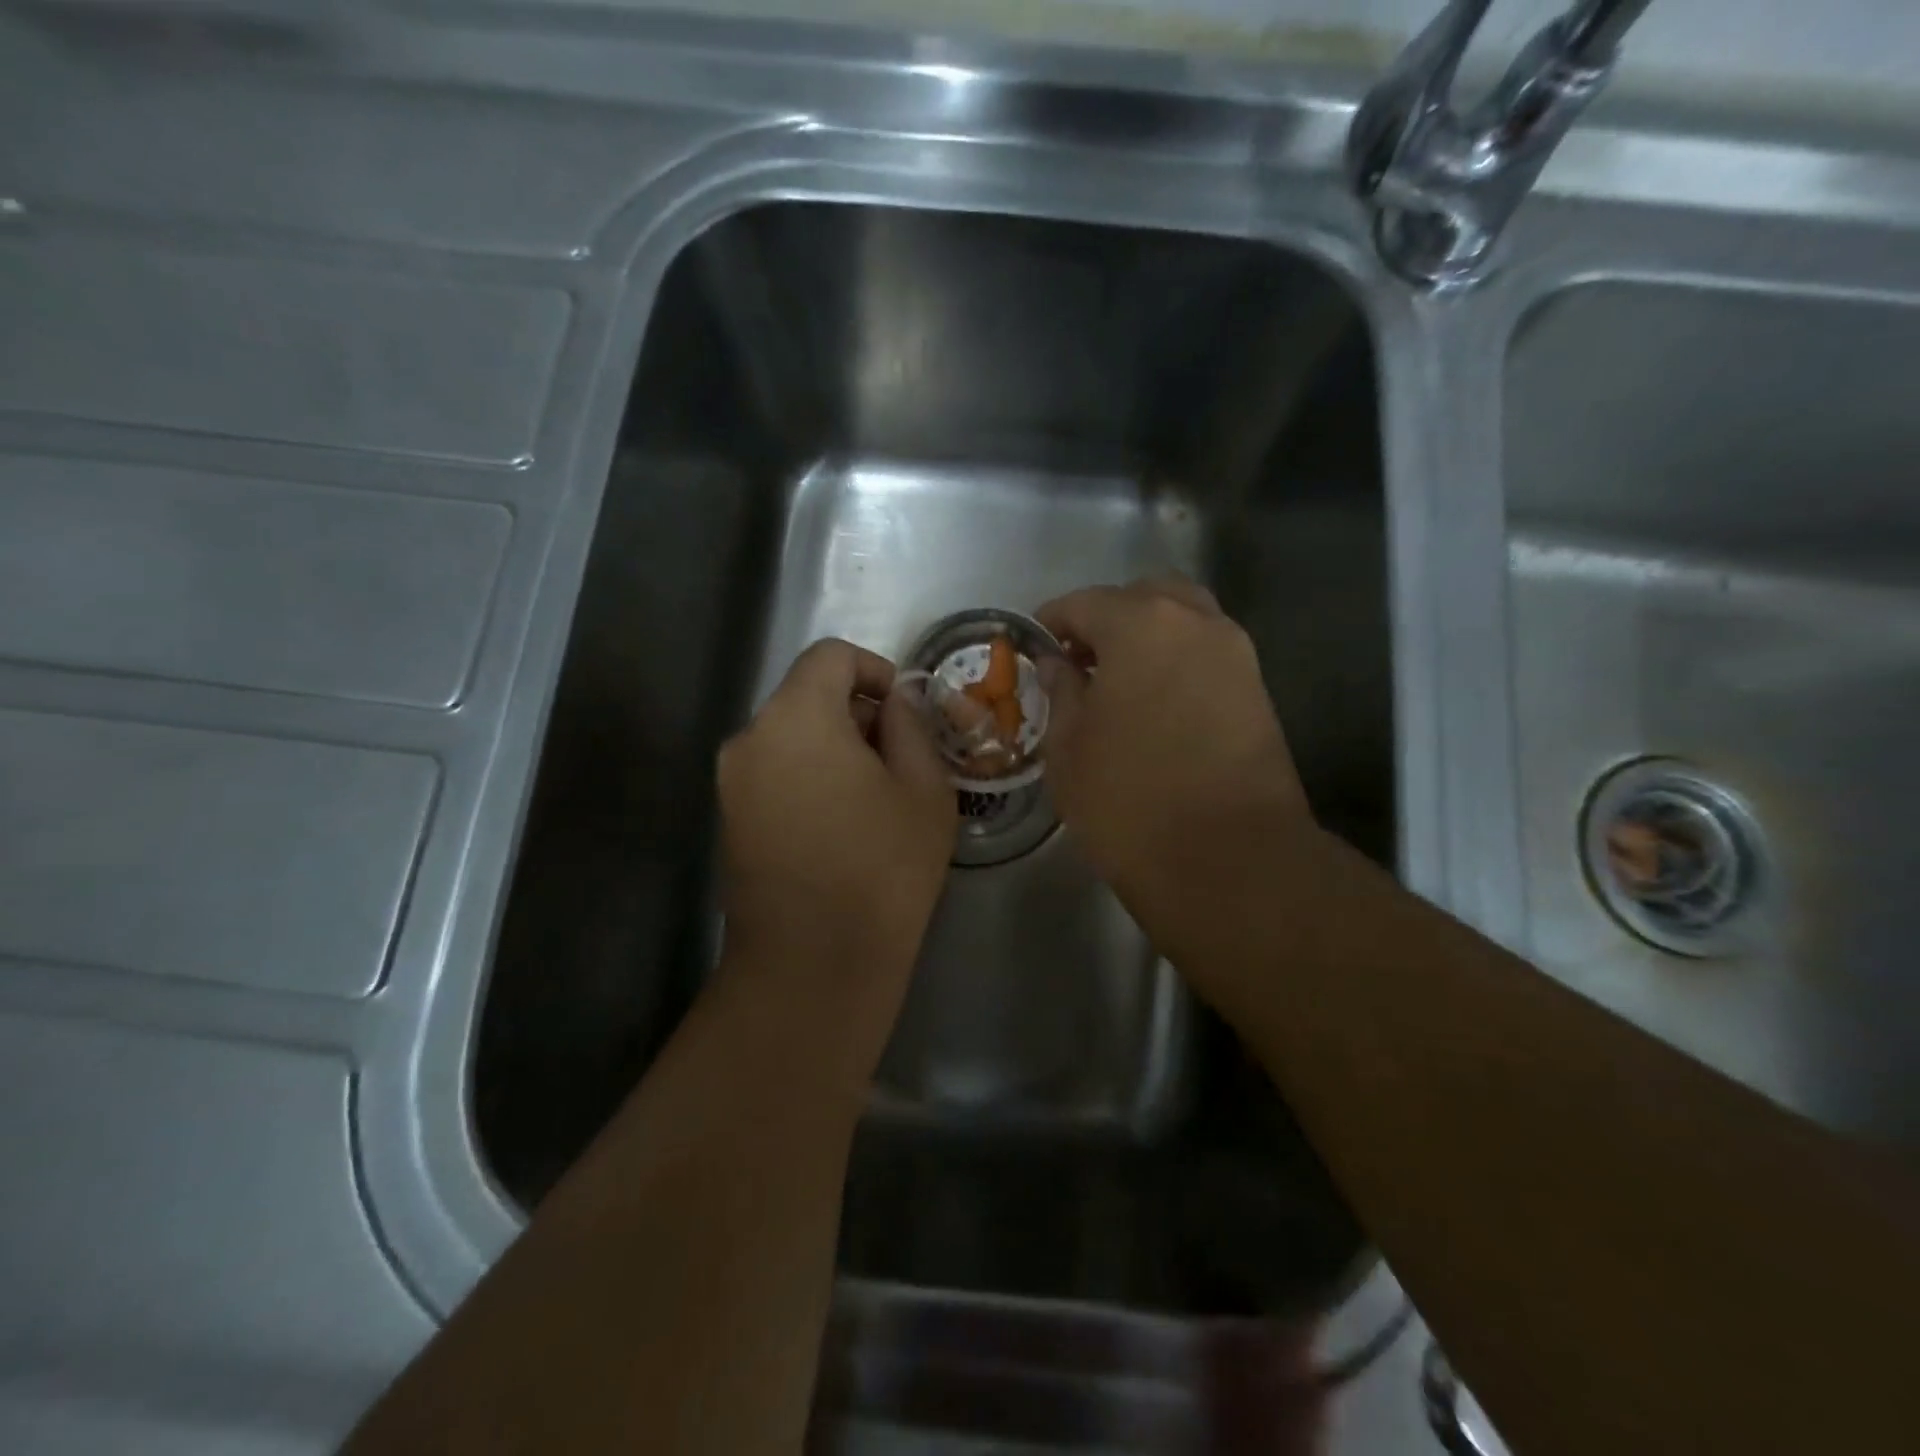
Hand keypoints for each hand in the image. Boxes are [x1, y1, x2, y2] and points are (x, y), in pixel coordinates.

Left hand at [718, 639, 955, 982]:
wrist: (813, 965)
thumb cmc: (882, 869)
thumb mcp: (924, 788)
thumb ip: (912, 725)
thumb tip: (897, 700)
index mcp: (797, 717)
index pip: (831, 656)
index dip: (875, 669)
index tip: (905, 712)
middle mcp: (750, 737)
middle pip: (807, 695)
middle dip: (857, 713)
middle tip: (901, 760)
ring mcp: (731, 781)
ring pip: (790, 736)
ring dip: (834, 747)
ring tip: (875, 797)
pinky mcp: (728, 819)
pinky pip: (774, 772)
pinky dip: (808, 776)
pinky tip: (841, 824)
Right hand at [1036, 577, 1312, 901]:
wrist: (1228, 859)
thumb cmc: (1129, 799)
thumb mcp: (1069, 746)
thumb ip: (1061, 691)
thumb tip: (1058, 663)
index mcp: (1141, 625)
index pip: (1084, 603)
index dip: (1052, 621)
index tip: (1035, 646)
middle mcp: (1196, 623)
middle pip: (1145, 597)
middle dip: (1107, 618)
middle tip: (1080, 659)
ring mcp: (1236, 656)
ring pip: (1185, 621)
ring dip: (1148, 637)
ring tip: (1118, 683)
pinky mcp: (1258, 692)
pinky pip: (1207, 655)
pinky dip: (1177, 662)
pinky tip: (1154, 705)